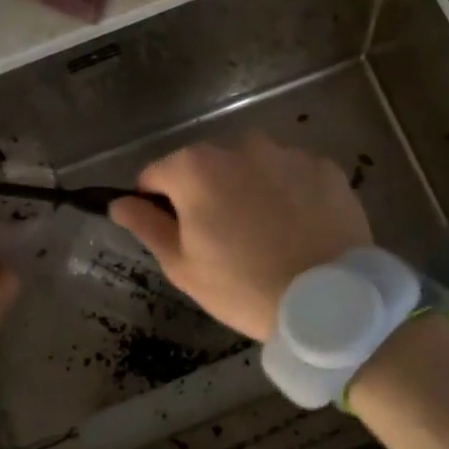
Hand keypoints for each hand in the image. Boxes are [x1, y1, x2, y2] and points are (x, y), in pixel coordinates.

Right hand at [109, 132, 371, 341]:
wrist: (329, 303)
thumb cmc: (244, 288)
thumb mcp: (183, 266)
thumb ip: (147, 226)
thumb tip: (119, 202)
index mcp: (195, 169)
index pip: (155, 174)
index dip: (154, 203)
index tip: (171, 232)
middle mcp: (239, 146)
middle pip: (205, 165)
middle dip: (205, 193)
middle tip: (222, 239)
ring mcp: (286, 153)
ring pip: (251, 166)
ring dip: (247, 188)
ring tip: (265, 233)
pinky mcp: (324, 167)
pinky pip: (291, 174)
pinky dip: (288, 193)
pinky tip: (297, 227)